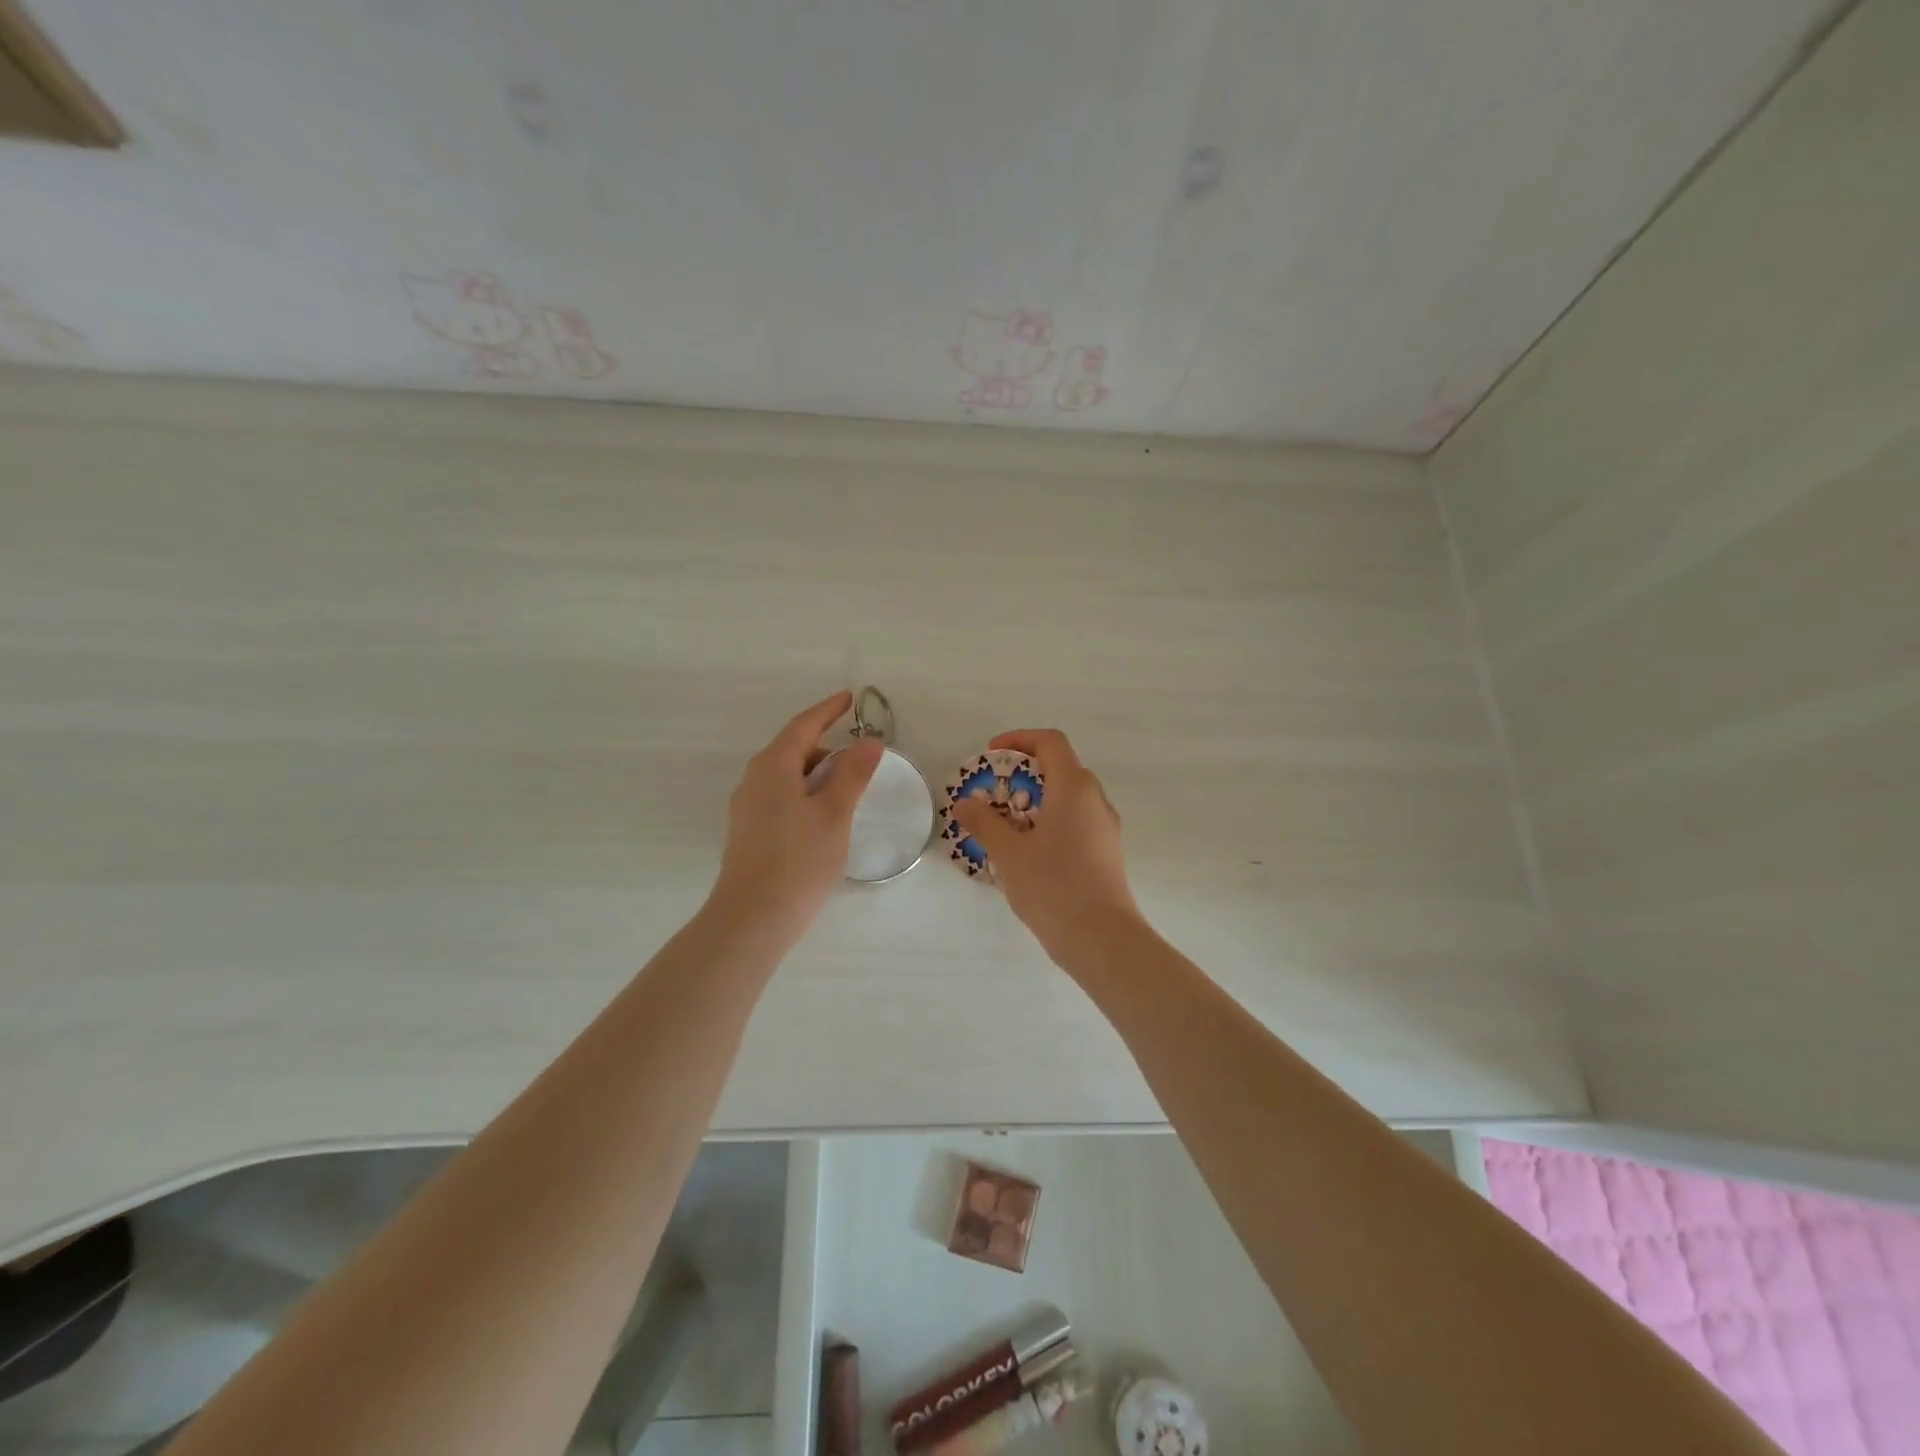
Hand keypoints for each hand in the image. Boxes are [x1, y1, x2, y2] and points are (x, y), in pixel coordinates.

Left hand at [711, 690, 883, 936]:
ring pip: (786, 776)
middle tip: (859, 754)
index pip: (804, 725)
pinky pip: (780, 797)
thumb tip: (869, 741)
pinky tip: (822, 816)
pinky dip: (805, 794)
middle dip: (826, 745)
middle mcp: (754, 779)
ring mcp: (747, 806)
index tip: (850, 698)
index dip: (828, 710)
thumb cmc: (799, 859)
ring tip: (846, 789)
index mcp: (773, 765)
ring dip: (816, 773)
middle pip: (793, 749)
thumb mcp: (835, 813)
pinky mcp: (748, 831)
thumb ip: (853, 773)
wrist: (752, 918)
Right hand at [951, 729, 1144, 963]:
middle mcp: (1095, 800)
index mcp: (1074, 788)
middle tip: (995, 793)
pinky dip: (1051, 822)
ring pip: (1070, 798)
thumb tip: (965, 803)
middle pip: (1062, 768)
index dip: (1020, 739)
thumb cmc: (1053, 886)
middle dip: (1026, 773)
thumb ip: (984, 822)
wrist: (1102, 938)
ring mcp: (1105, 827)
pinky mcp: (1107, 853)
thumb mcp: (1008, 853)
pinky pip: (1077, 823)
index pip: (1051, 742)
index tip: (993, 755)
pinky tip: (1029, 853)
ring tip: (1007, 826)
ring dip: (1038, 800)